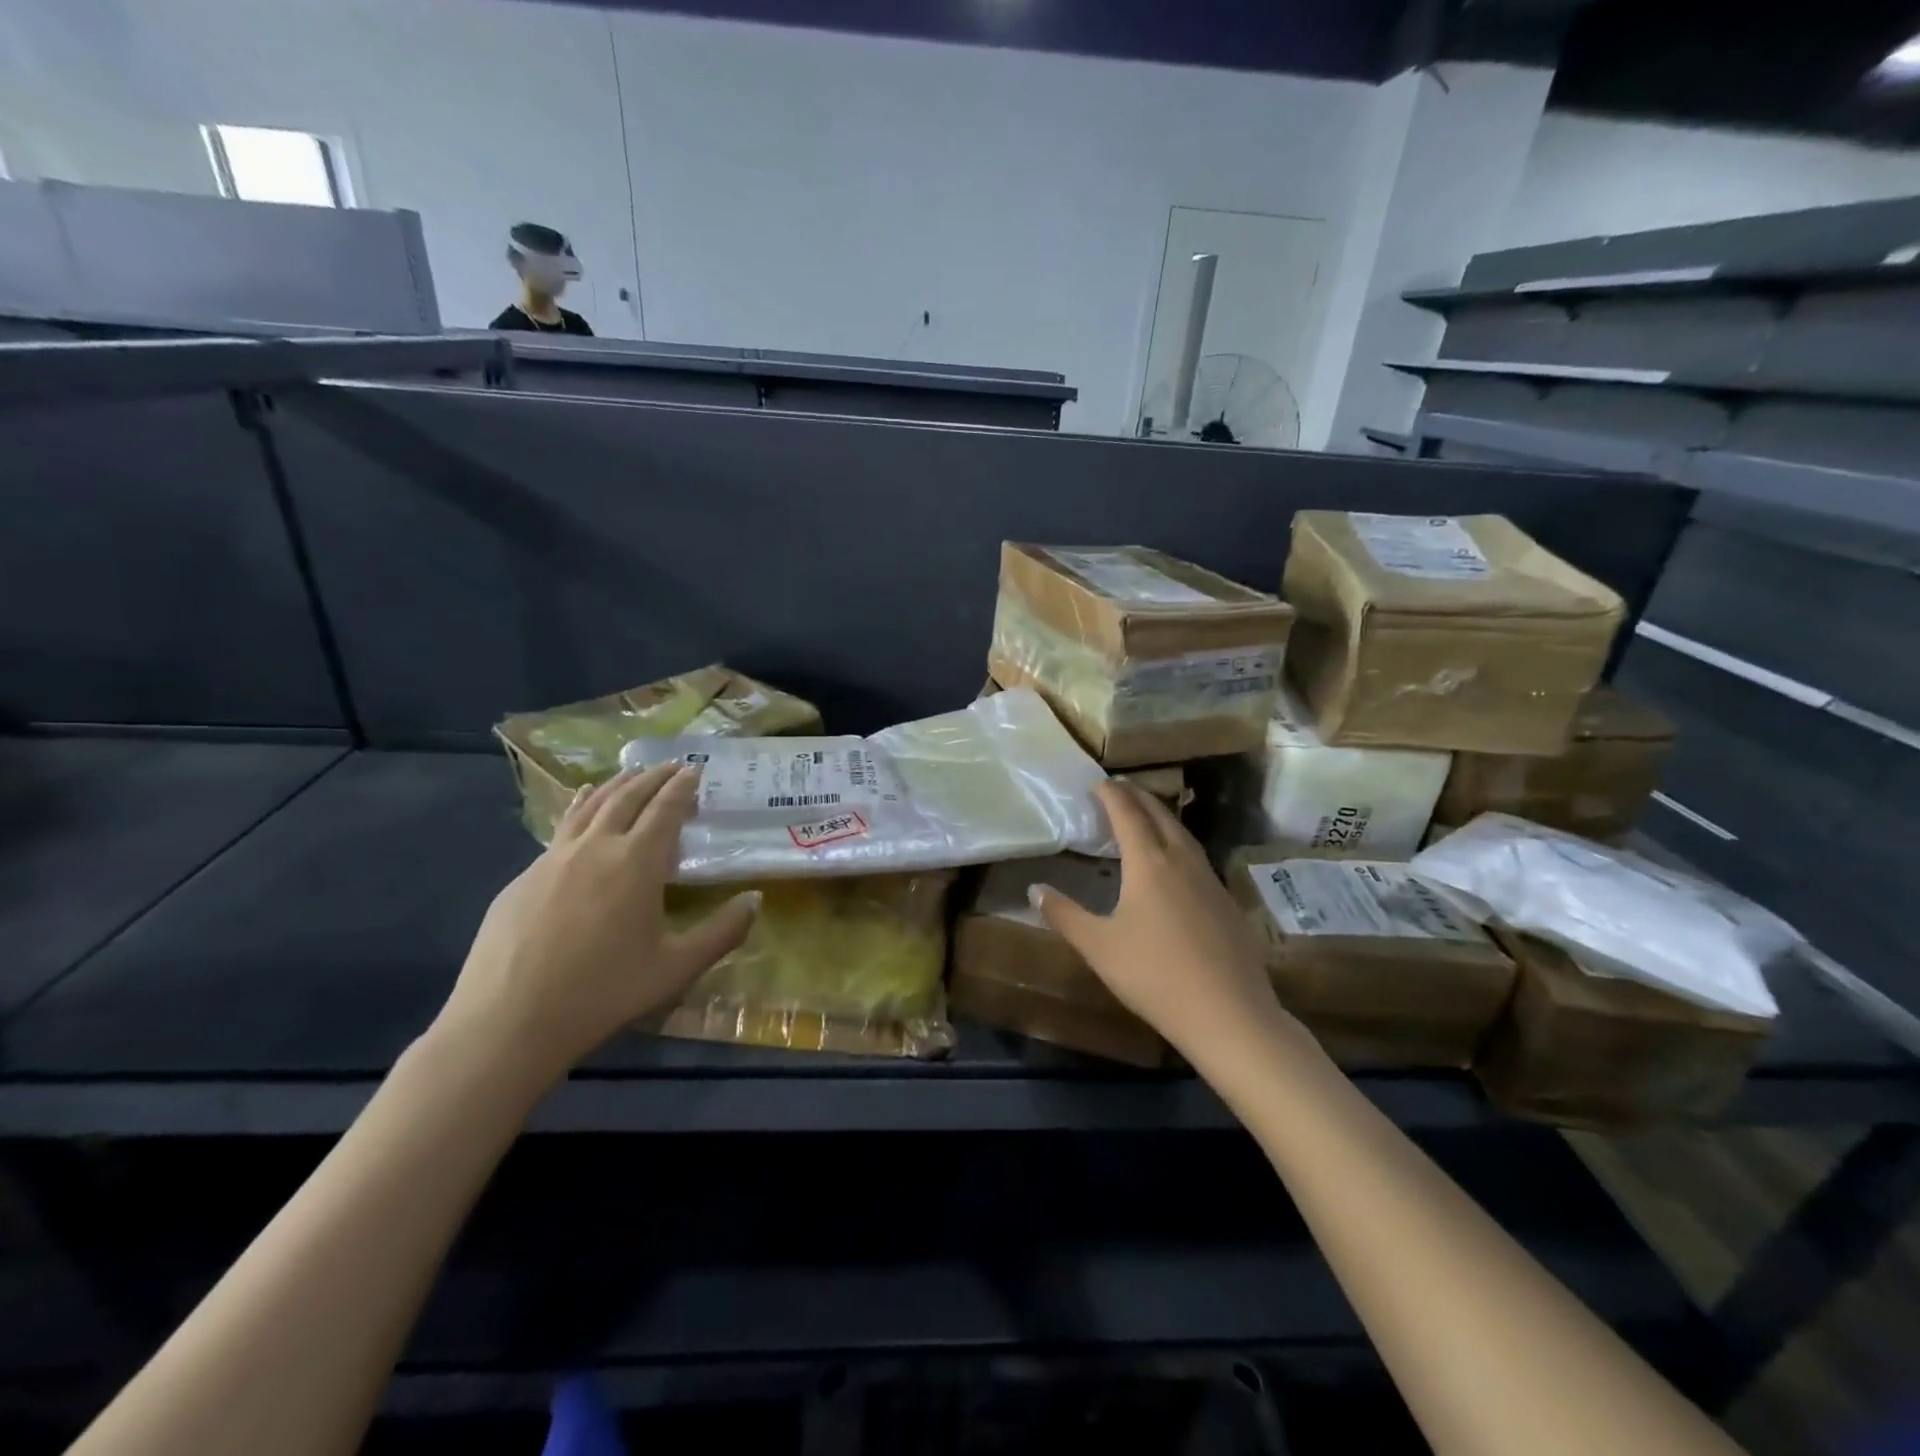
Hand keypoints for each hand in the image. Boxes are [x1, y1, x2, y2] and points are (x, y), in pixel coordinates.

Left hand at [435, 764, 758, 1085]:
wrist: (507, 1021)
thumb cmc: (603, 992)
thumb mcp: (676, 967)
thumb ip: (722, 931)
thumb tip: (756, 899)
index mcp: (636, 862)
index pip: (665, 809)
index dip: (683, 786)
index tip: (696, 768)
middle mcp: (595, 847)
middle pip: (627, 797)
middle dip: (653, 776)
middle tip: (671, 765)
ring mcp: (553, 859)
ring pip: (590, 806)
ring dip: (616, 785)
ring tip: (631, 774)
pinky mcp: (523, 877)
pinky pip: (561, 828)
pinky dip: (581, 807)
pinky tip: (581, 807)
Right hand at [1033, 782, 1292, 1063]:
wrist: (1229, 1014)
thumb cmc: (1154, 975)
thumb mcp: (1098, 946)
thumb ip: (1064, 914)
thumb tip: (1034, 888)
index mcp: (1149, 863)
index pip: (1128, 814)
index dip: (1112, 794)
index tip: (1098, 782)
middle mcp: (1182, 861)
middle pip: (1160, 815)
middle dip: (1138, 796)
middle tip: (1120, 788)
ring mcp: (1210, 880)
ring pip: (1184, 834)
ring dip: (1162, 817)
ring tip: (1146, 816)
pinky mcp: (1227, 902)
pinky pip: (1197, 857)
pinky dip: (1179, 844)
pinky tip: (1175, 865)